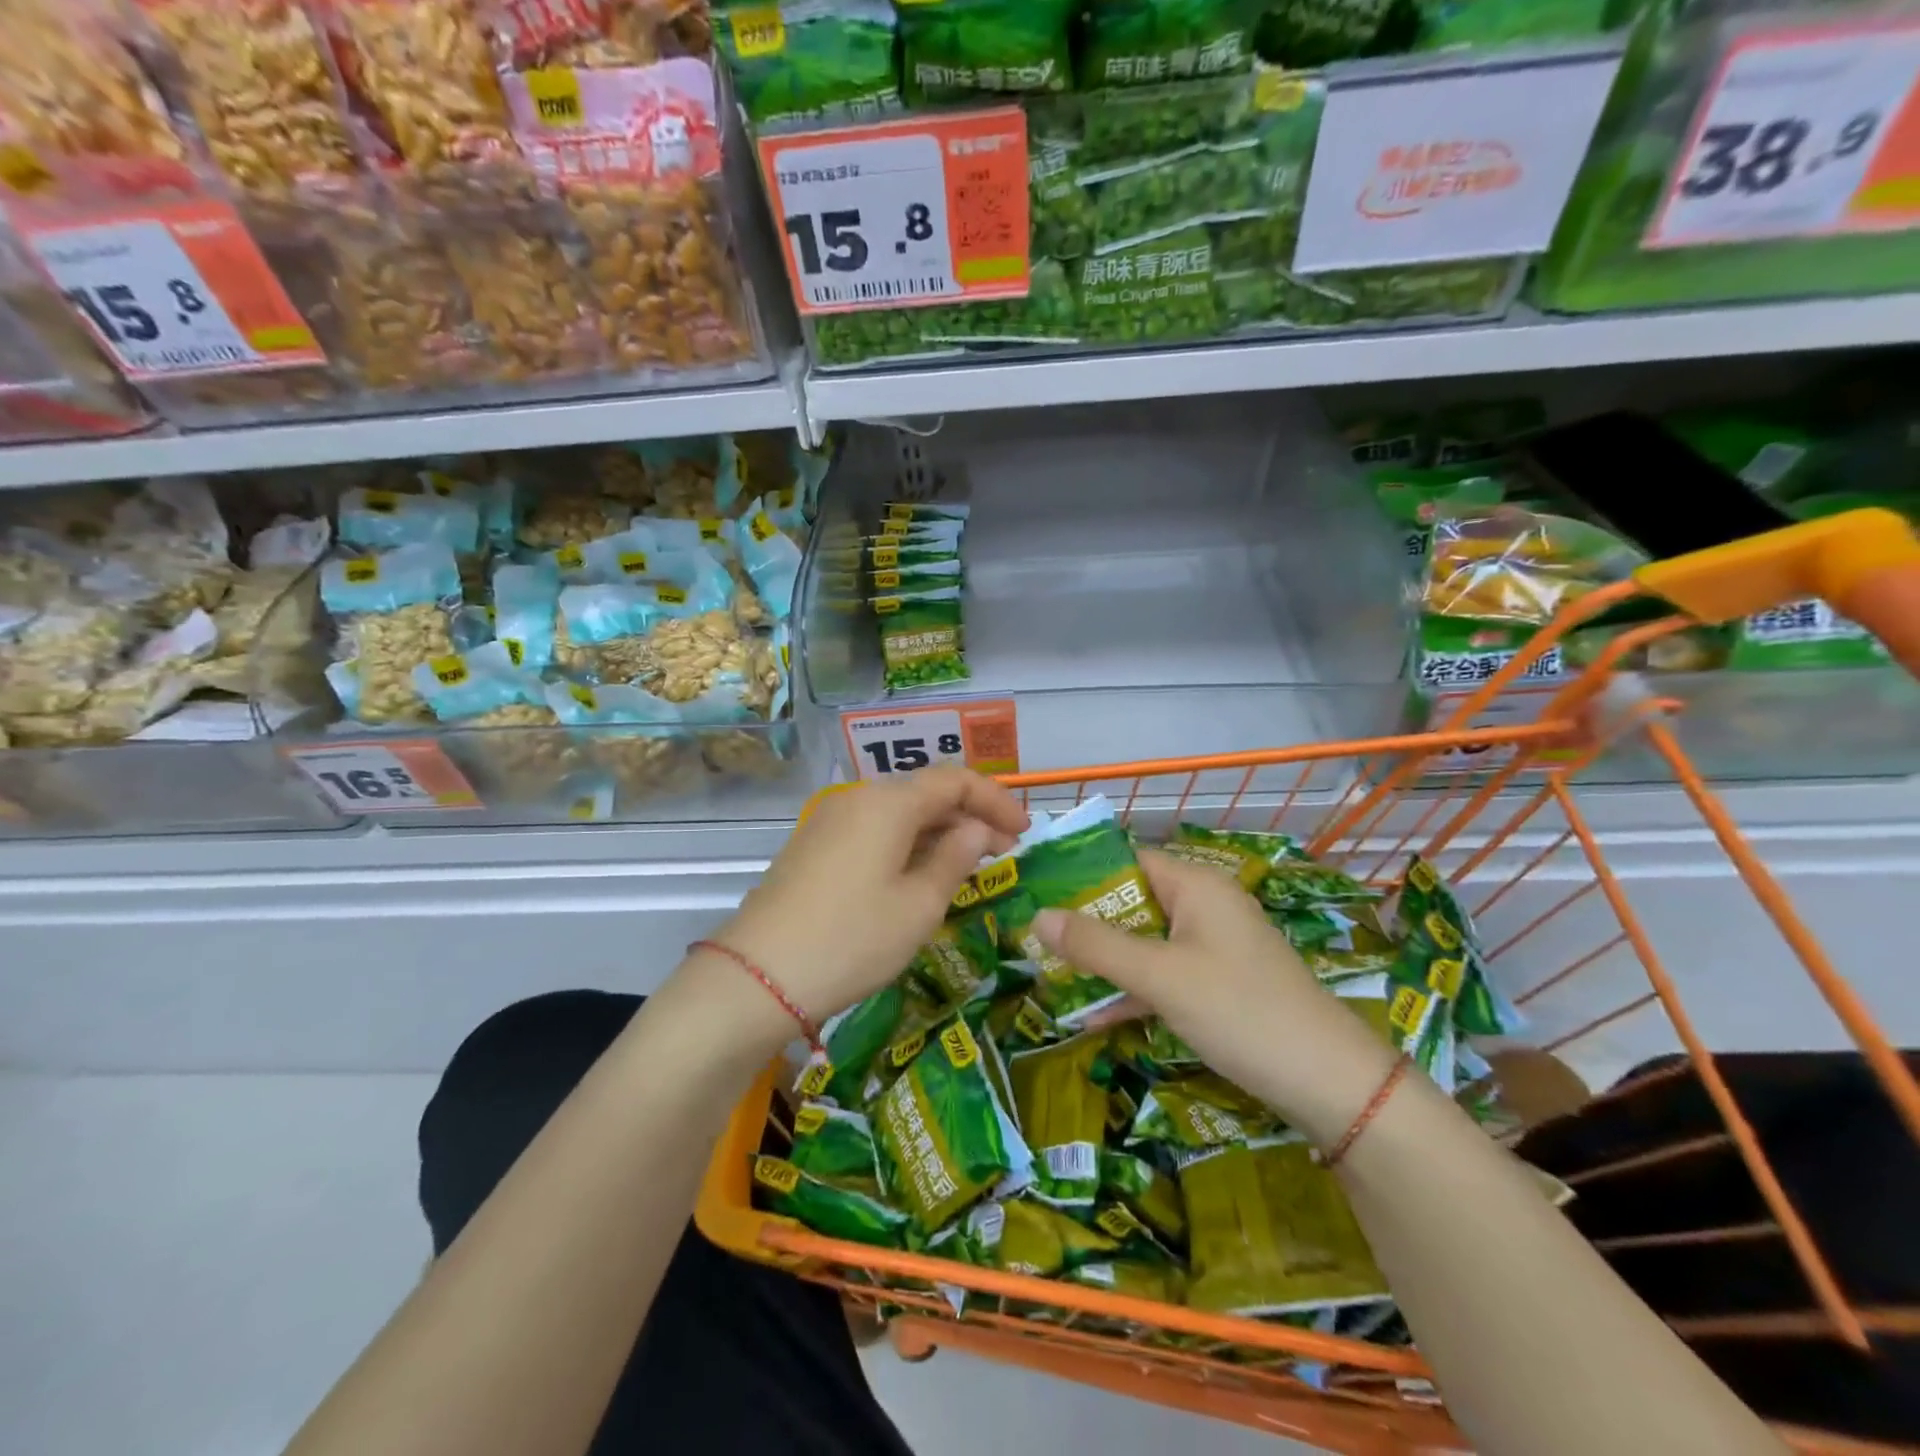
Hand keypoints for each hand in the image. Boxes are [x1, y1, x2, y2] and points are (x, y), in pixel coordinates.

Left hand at [714, 767, 1028, 1024]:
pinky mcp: (814, 846)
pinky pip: (874, 831)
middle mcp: (858, 798)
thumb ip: (955, 858)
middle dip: (970, 817)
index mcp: (889, 802)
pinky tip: (920, 875)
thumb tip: (975, 829)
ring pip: (899, 813)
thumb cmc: (853, 939)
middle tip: (1005, 852)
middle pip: (926, 793)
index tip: (1025, 832)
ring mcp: (830, 820)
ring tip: (969, 866)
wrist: (758, 976)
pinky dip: (907, 844)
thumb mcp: (919, 905)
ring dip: (939, 832)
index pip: (956, 780)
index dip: (996, 801)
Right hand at [1032, 849, 1398, 1143]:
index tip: (1035, 893)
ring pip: (1145, 943)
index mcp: (1195, 886)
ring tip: (1052, 976)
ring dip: (1105, 961)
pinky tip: (1095, 1017)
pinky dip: (1133, 990)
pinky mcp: (1218, 985)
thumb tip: (1035, 915)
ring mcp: (1213, 948)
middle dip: (1086, 924)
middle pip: (1133, 902)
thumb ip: (1097, 945)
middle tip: (1035, 940)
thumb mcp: (1160, 976)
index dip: (1081, 873)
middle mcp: (1204, 907)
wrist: (1330, 1085)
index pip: (1127, 860)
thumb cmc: (1240, 1011)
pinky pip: (1164, 975)